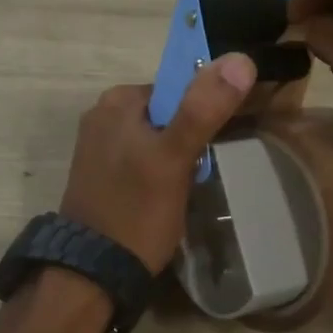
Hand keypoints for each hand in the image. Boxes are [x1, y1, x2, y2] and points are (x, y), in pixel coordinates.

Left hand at [59, 54, 257, 271]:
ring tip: (186, 188)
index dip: (204, 111)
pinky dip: (158, 172)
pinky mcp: (99, 174)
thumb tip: (240, 58)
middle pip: (167, 113)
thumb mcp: (174, 158)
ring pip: (156, 139)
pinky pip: (141, 159)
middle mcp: (101, 115)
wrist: (92, 273)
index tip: (217, 142)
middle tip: (199, 172)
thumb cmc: (136, 211)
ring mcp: (97, 146)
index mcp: (117, 100)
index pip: (177, 87)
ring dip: (176, 158)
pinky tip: (165, 197)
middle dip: (189, 139)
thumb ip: (203, 109)